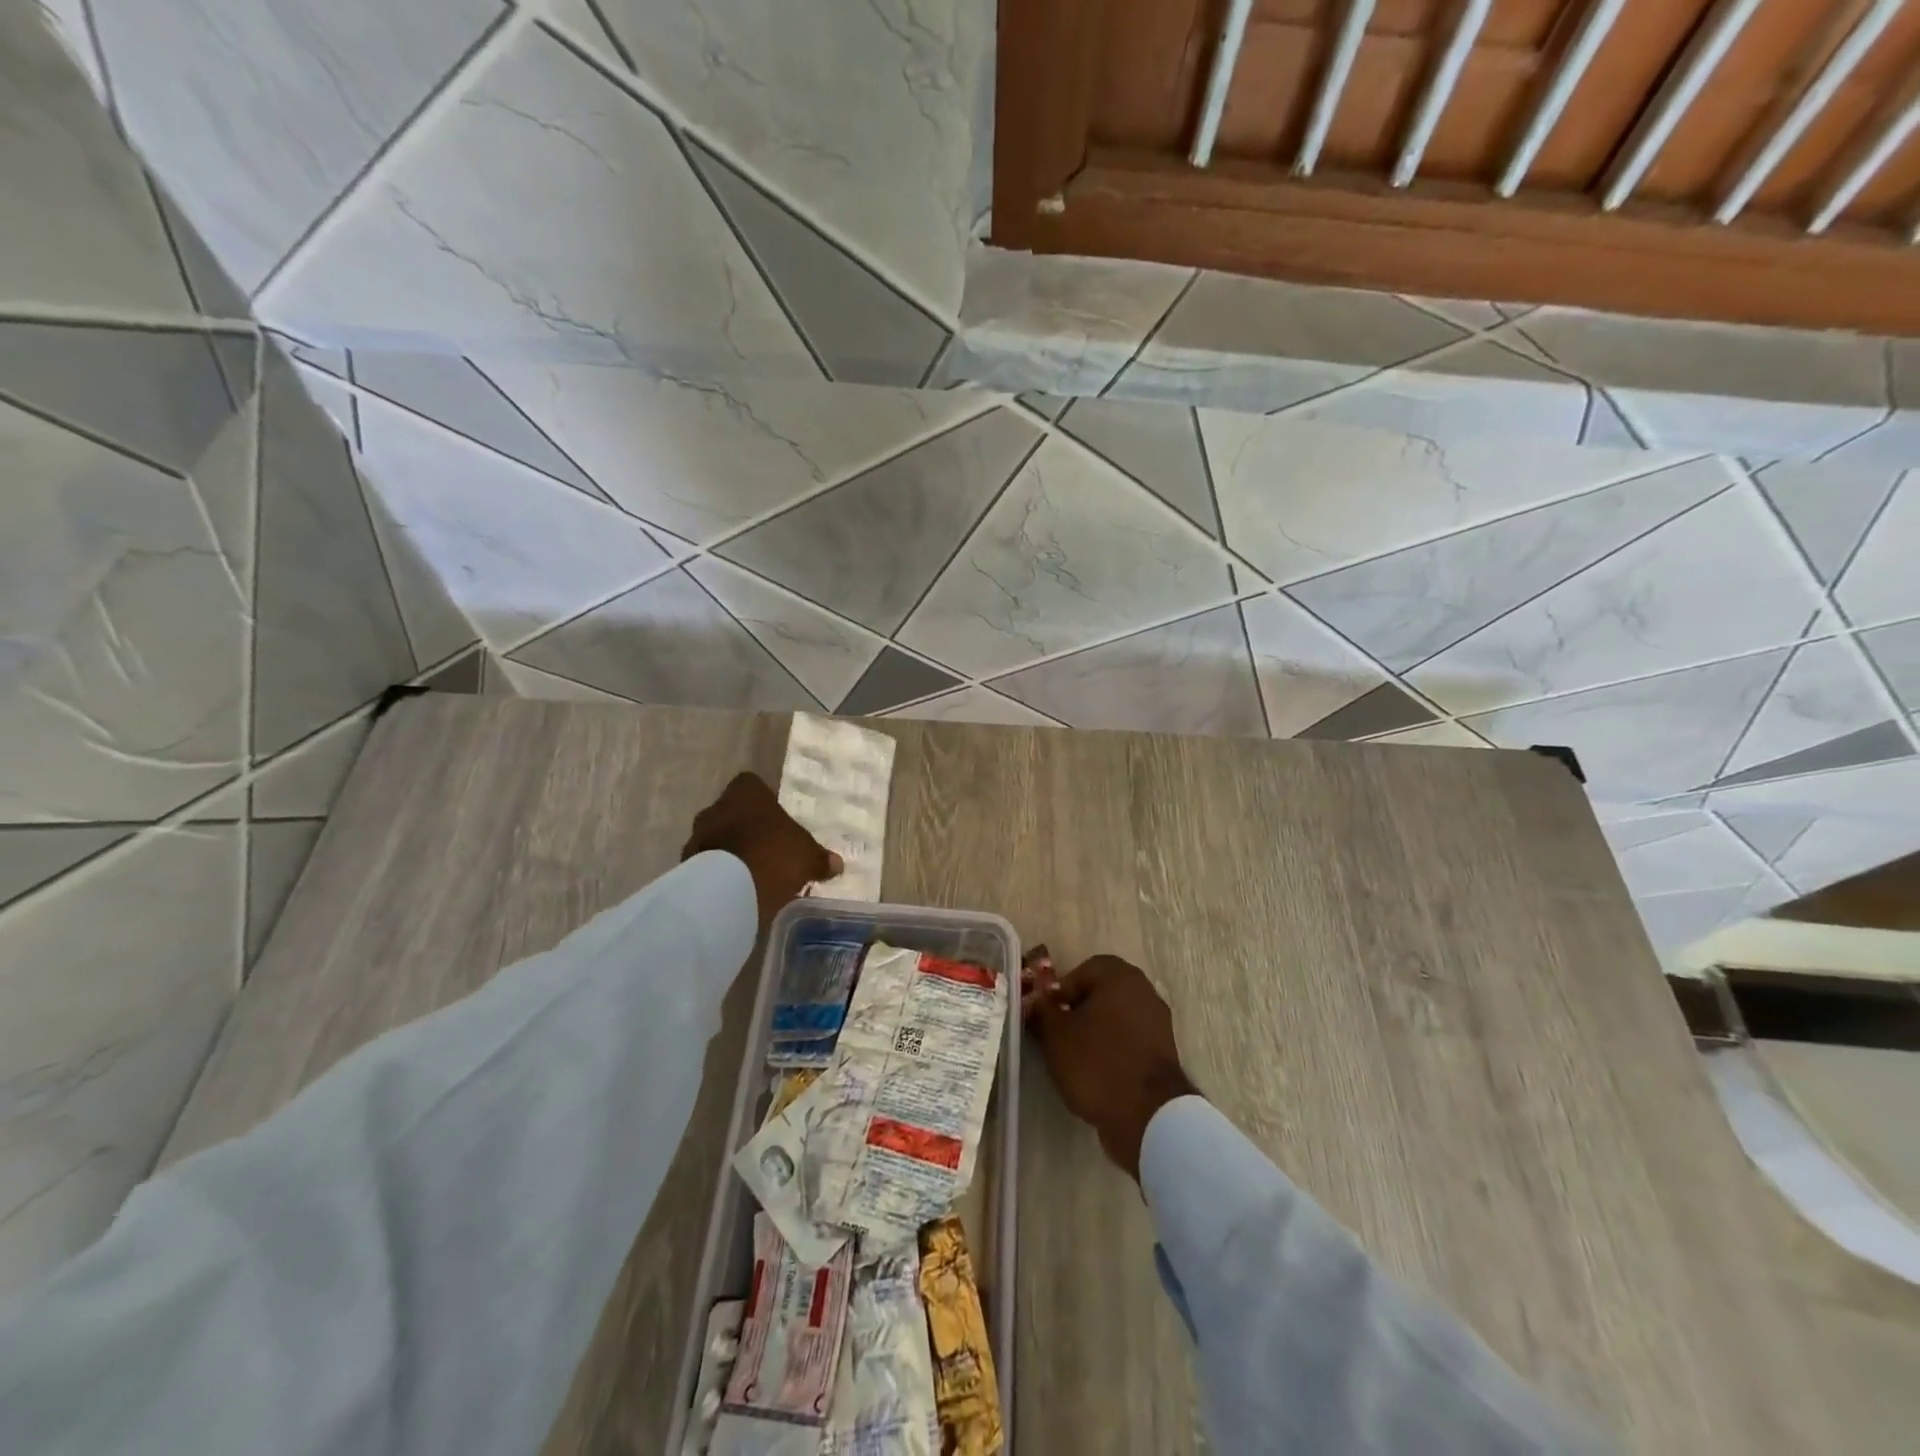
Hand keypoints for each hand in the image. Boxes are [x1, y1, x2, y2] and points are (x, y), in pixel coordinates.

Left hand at [683, 772, 841, 933]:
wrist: (728, 891)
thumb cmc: (774, 856)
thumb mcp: (807, 857)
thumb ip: (820, 858)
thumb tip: (836, 864)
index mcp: (746, 793)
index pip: (751, 784)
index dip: (762, 800)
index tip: (774, 818)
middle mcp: (716, 808)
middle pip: (731, 811)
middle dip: (745, 827)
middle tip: (765, 847)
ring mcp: (697, 837)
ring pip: (716, 838)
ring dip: (729, 850)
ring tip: (750, 872)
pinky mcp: (686, 866)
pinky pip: (706, 864)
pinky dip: (718, 873)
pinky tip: (735, 889)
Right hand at [1024, 952, 1197, 1180]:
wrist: (1148, 1116)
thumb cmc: (1097, 1063)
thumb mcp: (1056, 1035)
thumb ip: (1043, 1010)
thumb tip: (1036, 999)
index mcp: (1120, 977)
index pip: (1084, 970)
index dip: (1061, 991)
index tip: (1049, 1015)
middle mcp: (1144, 991)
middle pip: (1102, 993)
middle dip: (1078, 1010)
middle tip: (1059, 1034)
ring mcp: (1158, 1023)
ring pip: (1116, 1018)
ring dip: (1095, 1031)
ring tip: (1075, 1057)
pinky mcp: (1164, 1053)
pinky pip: (1130, 1040)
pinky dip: (1113, 1049)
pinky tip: (1097, 1072)